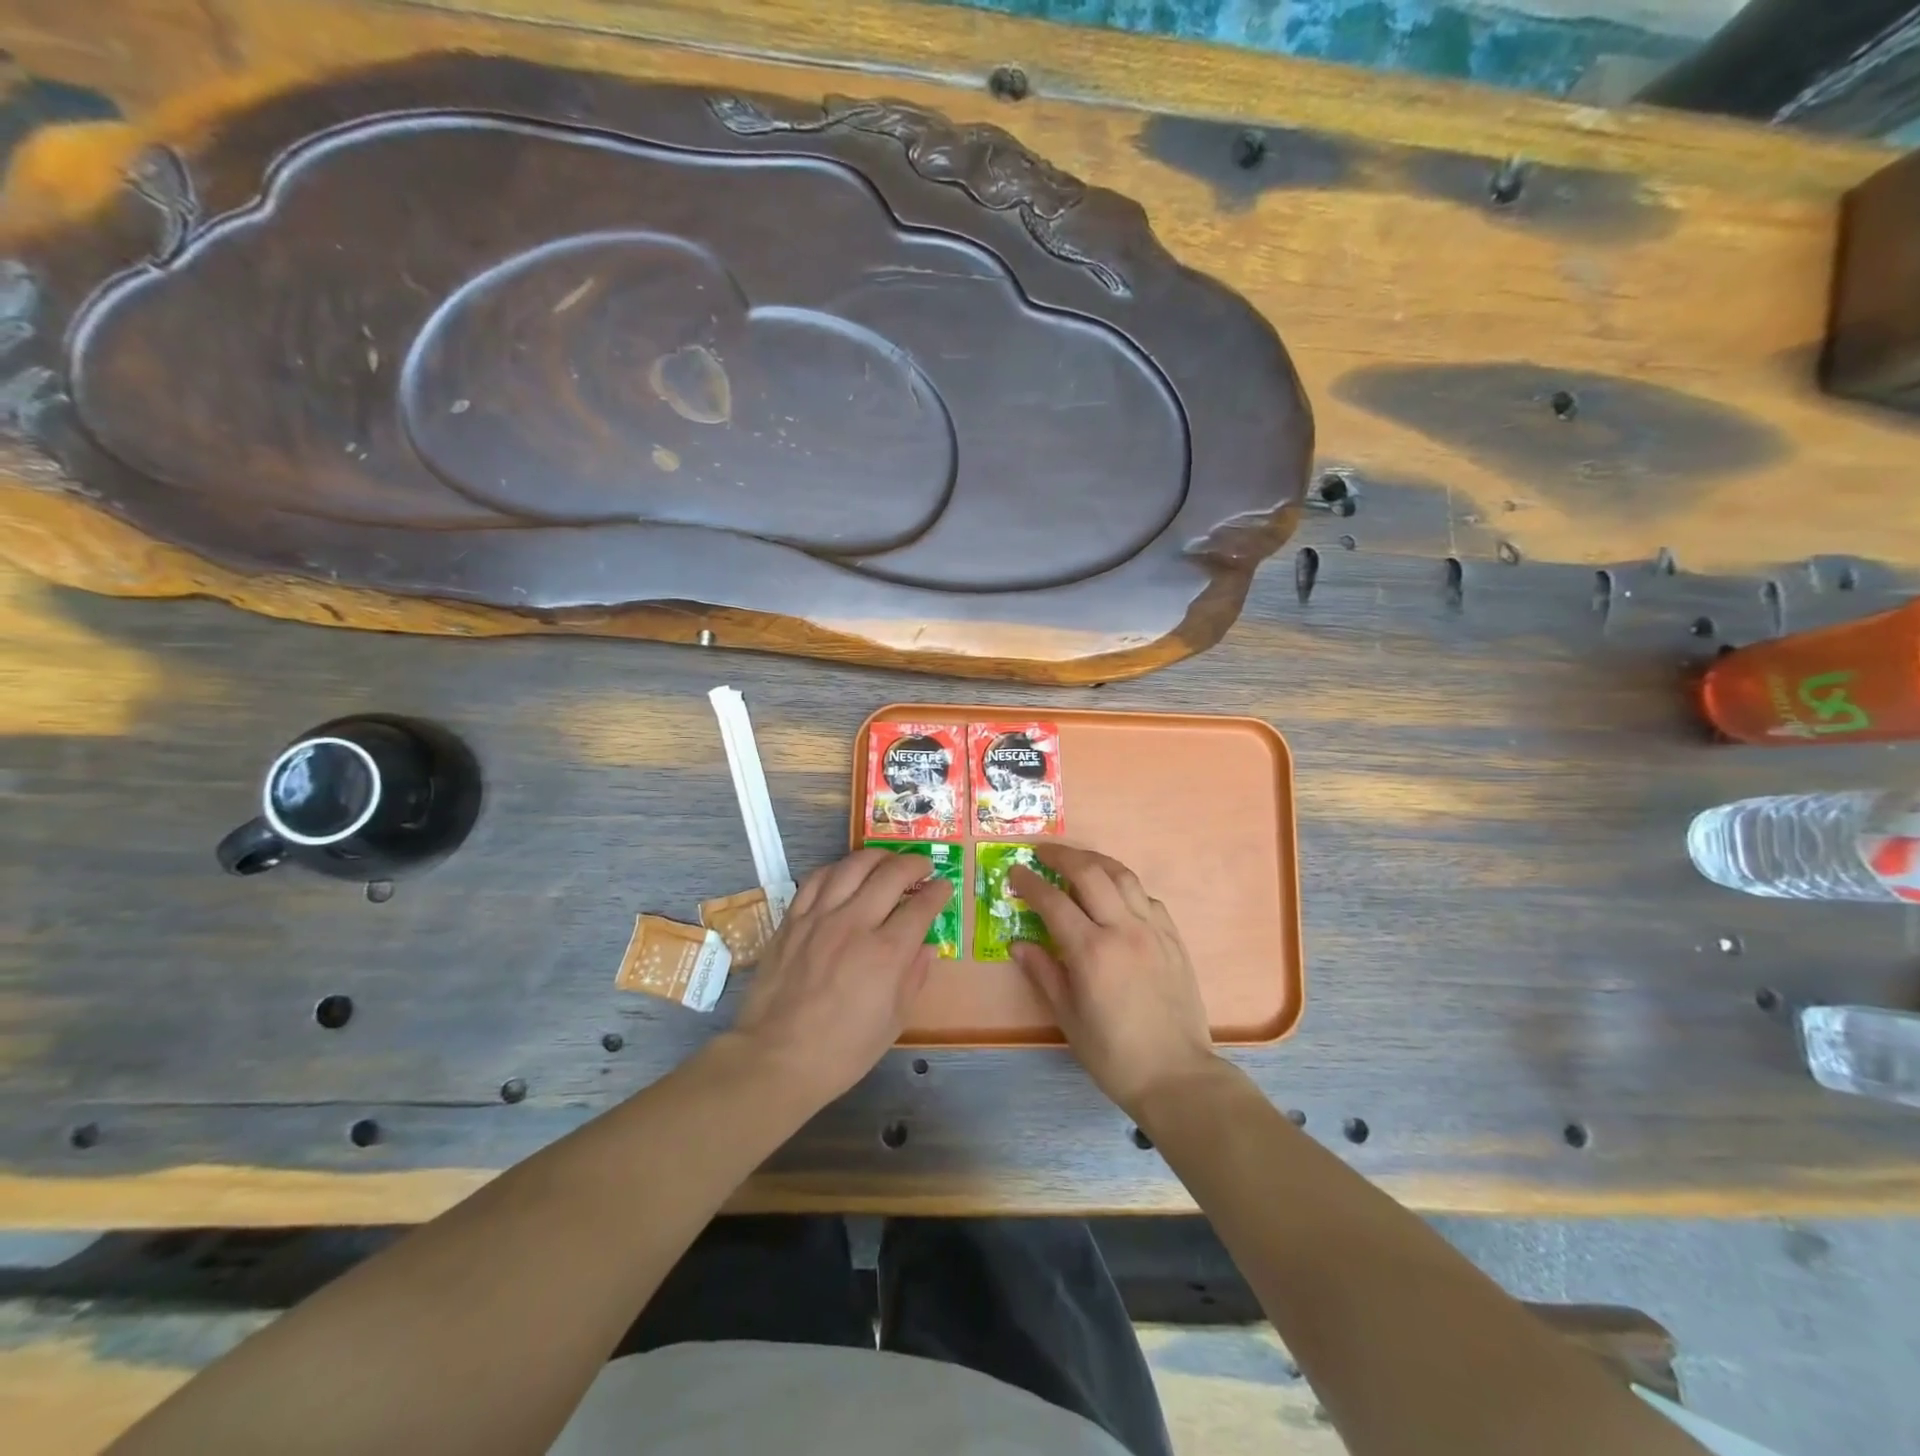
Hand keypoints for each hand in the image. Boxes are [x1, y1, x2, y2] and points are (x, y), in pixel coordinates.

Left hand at [731, 848, 951, 1105]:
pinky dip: (837, 869)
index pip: (921, 906)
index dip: (938, 892)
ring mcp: (819, 918)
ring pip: (852, 866)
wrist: (775, 1059)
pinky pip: (817, 879)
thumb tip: (926, 946)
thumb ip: (913, 977)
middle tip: (923, 868)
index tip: (944, 887)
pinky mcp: (792, 920)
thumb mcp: (893, 1023)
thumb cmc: (842, 1051)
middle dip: (914, 865)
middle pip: (891, 875)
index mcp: (886, 953)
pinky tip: (845, 873)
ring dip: (877, 857)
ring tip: (888, 861)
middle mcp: (854, 924)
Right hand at [1010, 846, 1218, 1117]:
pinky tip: (1114, 894)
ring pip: (1123, 876)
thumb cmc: (1113, 1054)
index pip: (1053, 901)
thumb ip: (1043, 972)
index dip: (1030, 882)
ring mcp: (1153, 930)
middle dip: (1061, 855)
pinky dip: (1125, 886)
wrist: (1176, 1075)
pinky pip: (1146, 897)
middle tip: (1041, 852)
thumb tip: (1018, 943)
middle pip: (1090, 872)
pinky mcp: (1173, 938)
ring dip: (1095, 860)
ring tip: (1076, 860)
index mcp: (1091, 951)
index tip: (1014, 871)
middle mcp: (1123, 929)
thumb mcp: (1068, 1017)